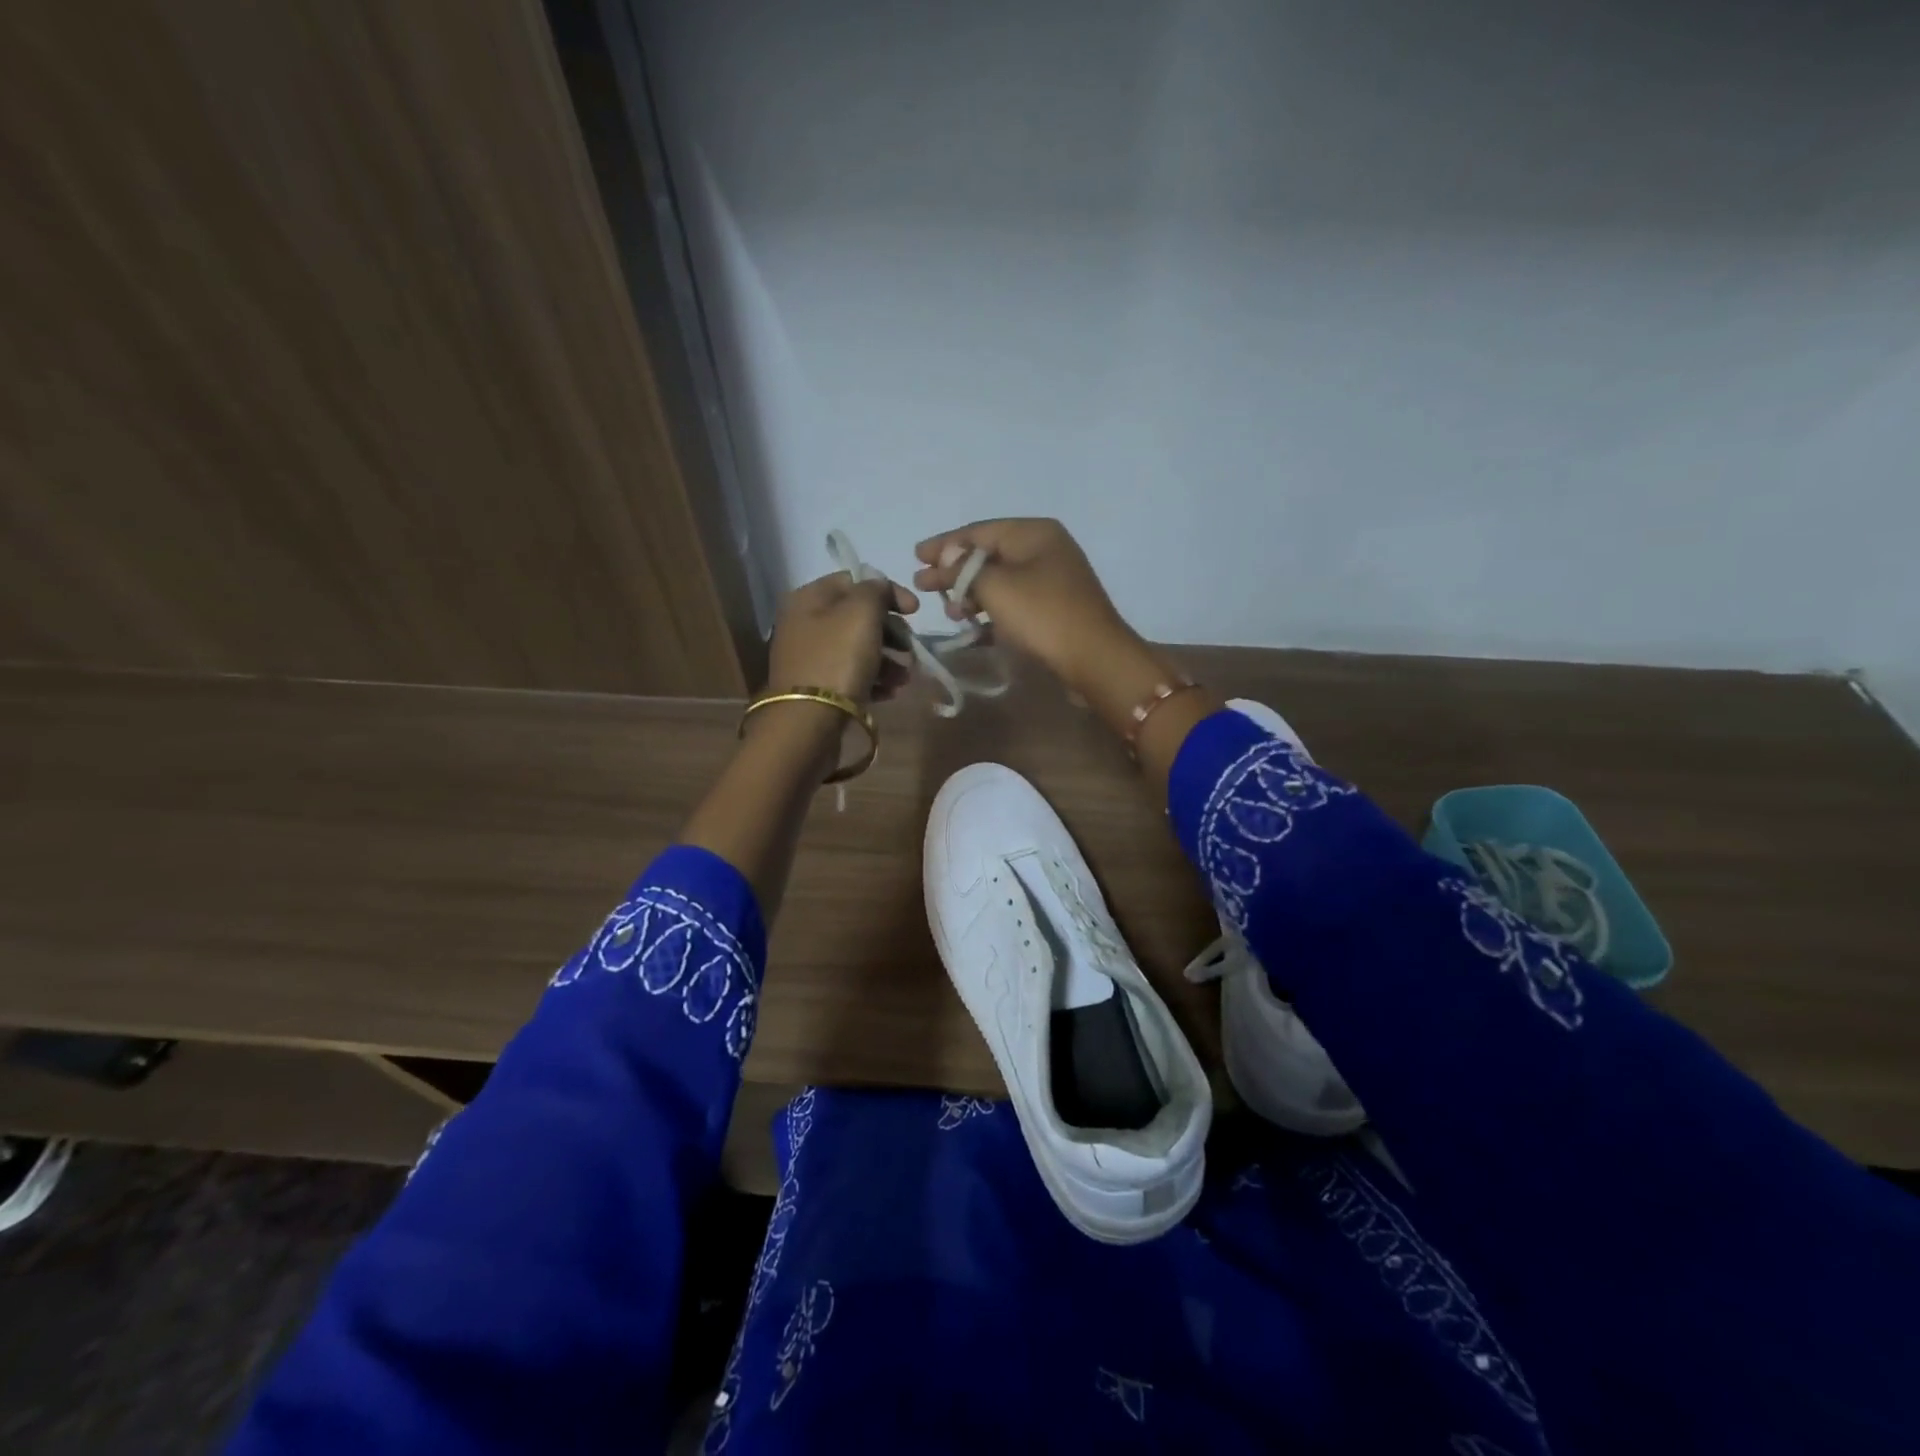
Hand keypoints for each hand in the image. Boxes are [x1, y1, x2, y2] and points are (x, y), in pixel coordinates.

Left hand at [766, 570, 917, 705]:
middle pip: (858, 618)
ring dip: (889, 660)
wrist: (809, 722)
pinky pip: (853, 676)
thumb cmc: (837, 659)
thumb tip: (880, 589)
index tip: (914, 611)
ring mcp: (811, 659)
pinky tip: (891, 692)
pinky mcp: (819, 689)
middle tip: (910, 650)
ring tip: (905, 678)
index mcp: (809, 599)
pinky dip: (875, 680)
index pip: (854, 581)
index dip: (888, 592)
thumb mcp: (861, 612)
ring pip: (859, 649)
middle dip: (892, 633)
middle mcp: (805, 625)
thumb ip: (875, 590)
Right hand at [911, 518, 1132, 693]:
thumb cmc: (1042, 615)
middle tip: (923, 585)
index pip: (979, 531)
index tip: (915, 557)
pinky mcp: (1054, 608)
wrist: (1094, 658)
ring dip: (971, 593)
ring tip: (948, 612)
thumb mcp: (995, 586)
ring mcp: (1052, 580)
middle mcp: (1045, 549)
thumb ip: (964, 568)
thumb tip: (947, 556)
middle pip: (989, 554)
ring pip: (1000, 580)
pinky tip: (972, 624)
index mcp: (1034, 532)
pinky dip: (991, 609)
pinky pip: (1013, 601)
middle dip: (954, 571)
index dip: (944, 544)